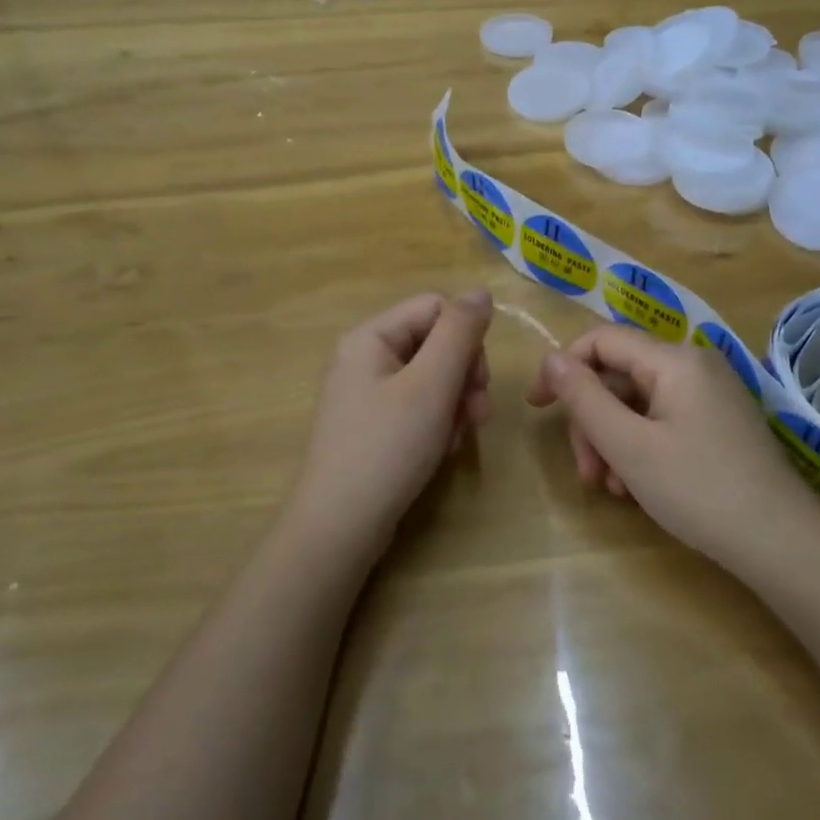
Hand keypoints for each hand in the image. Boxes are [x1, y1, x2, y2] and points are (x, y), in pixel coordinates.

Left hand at [289, 291, 492, 564]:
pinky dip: (438, 422)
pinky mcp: (374, 424)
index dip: (467, 338)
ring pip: (432, 376)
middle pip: (436, 342)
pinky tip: (444, 450)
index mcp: (371, 336)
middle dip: (464, 375)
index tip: (479, 380)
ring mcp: (367, 392)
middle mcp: (366, 356)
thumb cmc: (387, 448)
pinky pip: (418, 405)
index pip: (437, 308)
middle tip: (476, 415)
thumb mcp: (431, 385)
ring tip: (459, 438)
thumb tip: (481, 291)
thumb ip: (459, 333)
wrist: (339, 528)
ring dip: (456, 403)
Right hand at [526, 325, 814, 574]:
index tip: (537, 408)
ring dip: (614, 441)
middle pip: (620, 377)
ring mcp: (711, 395)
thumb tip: (551, 359)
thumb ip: (584, 398)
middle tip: (585, 473)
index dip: (563, 368)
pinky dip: (641, 447)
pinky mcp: (720, 423)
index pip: (602, 340)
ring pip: (639, 403)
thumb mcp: (629, 446)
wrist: (783, 544)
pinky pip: (664, 420)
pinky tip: (638, 488)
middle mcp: (694, 365)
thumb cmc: (699, 489)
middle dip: (593, 421)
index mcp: (674, 359)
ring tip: (612, 489)